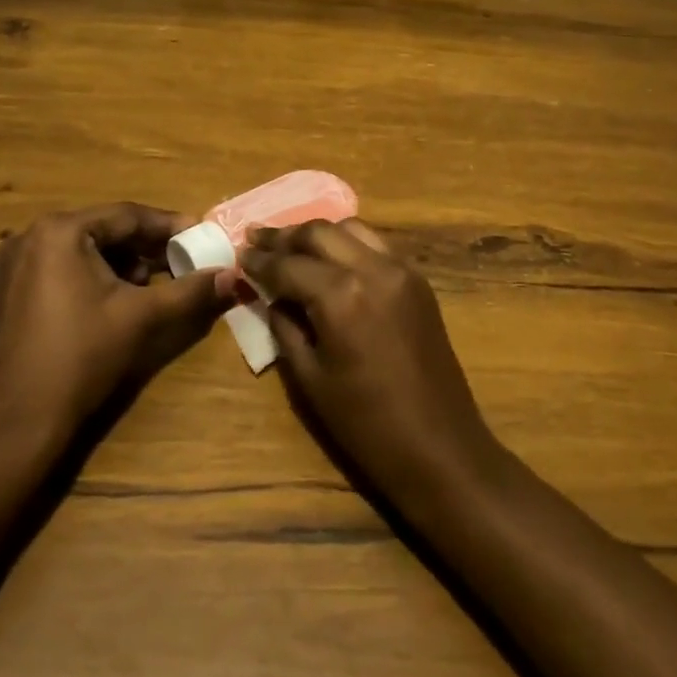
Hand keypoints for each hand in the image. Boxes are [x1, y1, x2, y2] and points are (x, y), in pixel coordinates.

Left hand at [0, 203, 233, 439]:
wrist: (14, 422)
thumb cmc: (81, 357)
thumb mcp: (142, 318)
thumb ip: (190, 291)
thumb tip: (231, 275)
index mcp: (59, 231)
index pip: (127, 216)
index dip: (169, 226)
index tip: (201, 234)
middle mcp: (29, 236)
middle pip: (103, 230)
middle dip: (145, 247)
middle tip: (181, 260)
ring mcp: (11, 264)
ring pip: (81, 250)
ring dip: (119, 263)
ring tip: (151, 285)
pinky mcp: (5, 291)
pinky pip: (59, 268)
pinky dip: (91, 276)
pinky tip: (112, 301)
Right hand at [242, 220, 504, 508]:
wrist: (439, 447)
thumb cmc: (365, 424)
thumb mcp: (310, 378)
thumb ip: (285, 326)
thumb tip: (270, 296)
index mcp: (341, 296)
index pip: (288, 264)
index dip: (258, 260)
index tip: (237, 254)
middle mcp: (372, 269)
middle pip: (319, 232)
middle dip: (284, 236)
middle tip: (256, 239)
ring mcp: (401, 270)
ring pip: (351, 229)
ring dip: (317, 234)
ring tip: (291, 246)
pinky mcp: (418, 281)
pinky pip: (376, 245)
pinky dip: (348, 243)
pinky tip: (331, 258)